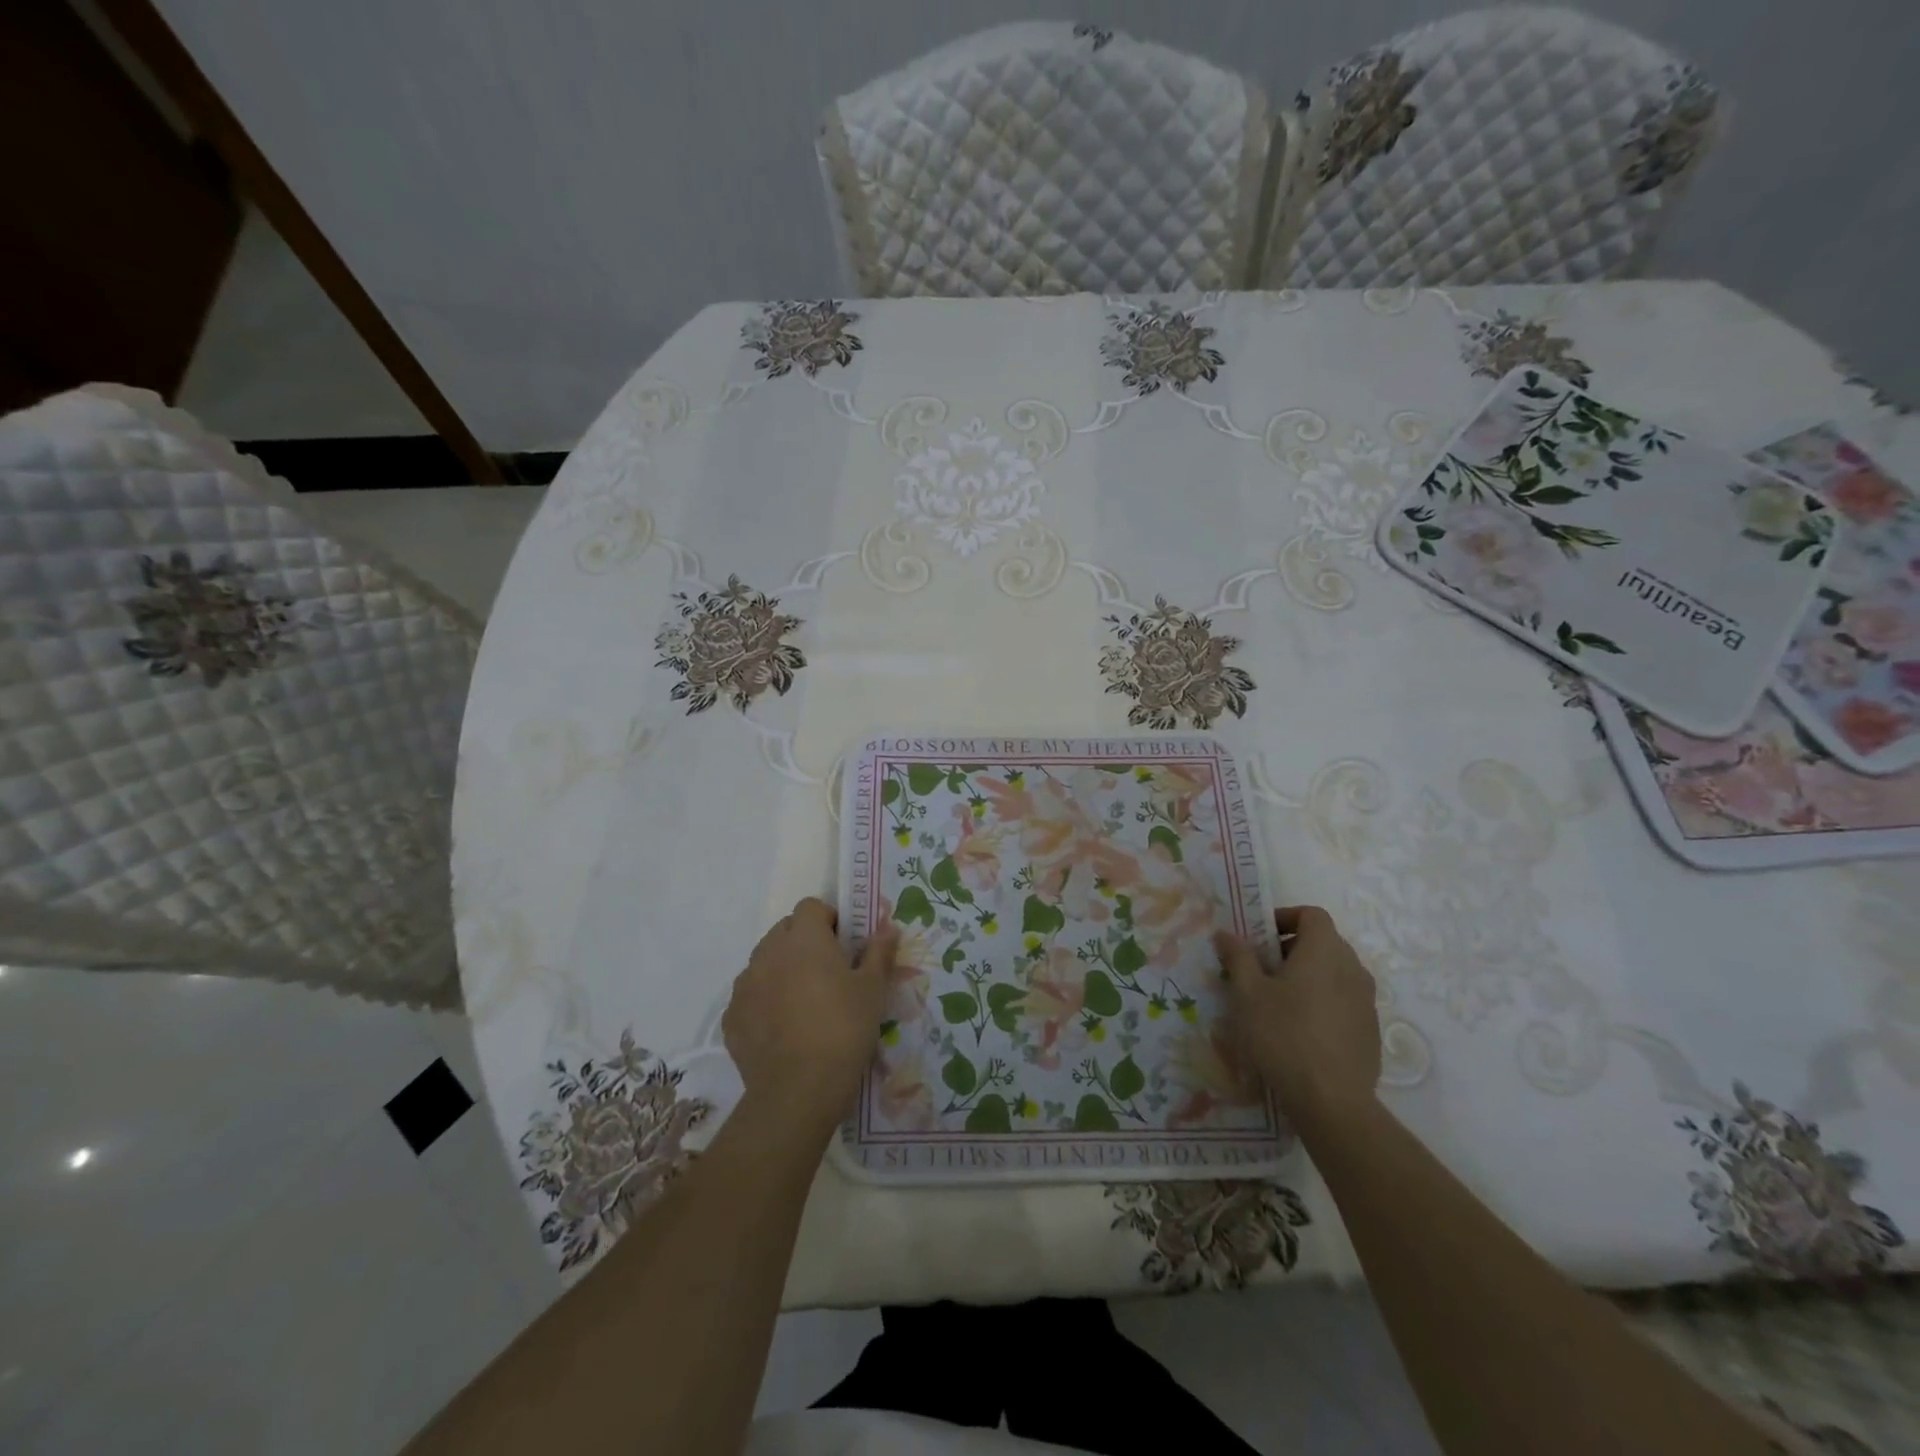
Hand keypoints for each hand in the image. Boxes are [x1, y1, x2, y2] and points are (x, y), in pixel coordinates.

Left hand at [722, 898, 896, 1132]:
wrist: (798, 1090)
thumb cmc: (844, 1029)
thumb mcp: (873, 989)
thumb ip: (879, 952)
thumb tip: (889, 927)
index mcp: (804, 938)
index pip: (811, 907)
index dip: (828, 919)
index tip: (844, 944)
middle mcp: (769, 952)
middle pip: (785, 931)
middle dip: (804, 942)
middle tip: (828, 973)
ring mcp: (745, 984)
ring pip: (764, 962)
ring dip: (782, 970)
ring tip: (804, 1003)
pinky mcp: (732, 1016)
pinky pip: (750, 996)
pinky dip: (765, 1002)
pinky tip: (783, 1029)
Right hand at [1214, 905, 1380, 1121]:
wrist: (1332, 1101)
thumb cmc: (1284, 1035)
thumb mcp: (1247, 993)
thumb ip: (1237, 957)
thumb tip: (1226, 933)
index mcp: (1324, 951)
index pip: (1312, 914)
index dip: (1285, 917)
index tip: (1259, 938)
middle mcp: (1352, 968)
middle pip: (1324, 942)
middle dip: (1291, 948)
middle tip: (1261, 970)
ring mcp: (1366, 1001)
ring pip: (1335, 973)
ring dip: (1308, 976)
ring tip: (1278, 1001)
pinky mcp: (1370, 1030)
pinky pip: (1344, 1000)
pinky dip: (1322, 1001)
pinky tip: (1301, 1030)